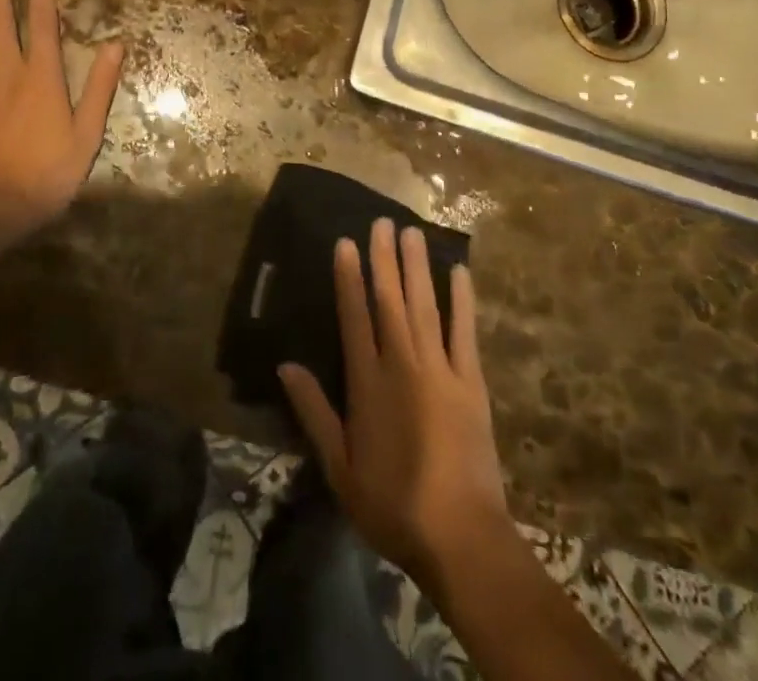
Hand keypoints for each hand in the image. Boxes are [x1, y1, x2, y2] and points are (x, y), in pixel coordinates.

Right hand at [279, 219, 512, 594]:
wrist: (461, 536)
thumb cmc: (393, 504)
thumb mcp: (340, 468)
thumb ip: (314, 412)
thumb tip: (286, 365)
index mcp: (368, 384)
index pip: (355, 317)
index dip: (349, 278)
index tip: (346, 243)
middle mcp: (403, 365)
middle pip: (390, 300)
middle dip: (384, 258)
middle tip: (382, 220)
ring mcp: (440, 370)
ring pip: (424, 306)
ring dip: (417, 267)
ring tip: (411, 232)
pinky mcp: (471, 382)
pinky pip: (464, 332)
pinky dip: (462, 300)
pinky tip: (459, 272)